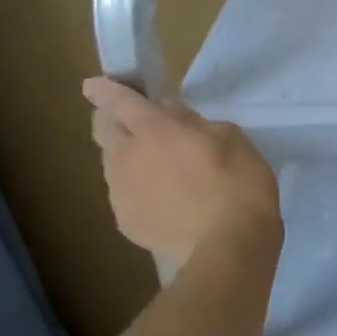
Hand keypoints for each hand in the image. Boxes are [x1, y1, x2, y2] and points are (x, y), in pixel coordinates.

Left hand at [82, 78, 280, 272]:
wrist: (228, 250)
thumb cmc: (240, 186)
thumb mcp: (233, 140)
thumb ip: (198, 124)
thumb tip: (175, 118)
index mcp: (155, 130)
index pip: (119, 100)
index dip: (106, 89)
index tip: (96, 85)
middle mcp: (127, 157)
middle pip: (103, 129)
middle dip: (113, 120)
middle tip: (138, 125)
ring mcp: (121, 192)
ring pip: (113, 164)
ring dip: (129, 158)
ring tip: (159, 171)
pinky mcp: (125, 222)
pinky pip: (126, 195)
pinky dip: (139, 191)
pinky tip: (166, 203)